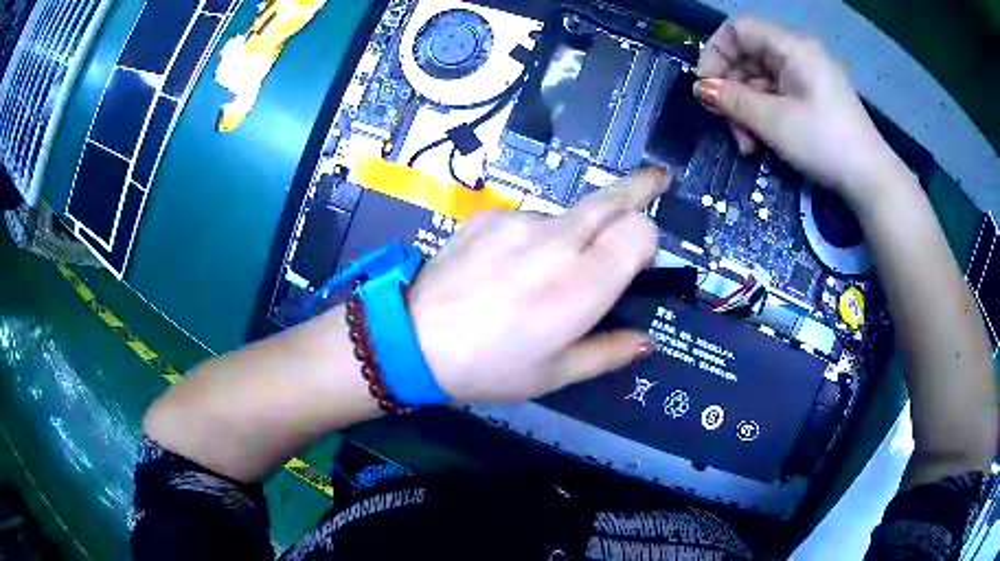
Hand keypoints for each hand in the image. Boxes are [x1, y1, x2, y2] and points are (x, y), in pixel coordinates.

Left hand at [408, 169, 668, 402]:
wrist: (410, 340)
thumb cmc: (489, 367)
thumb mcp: (555, 375)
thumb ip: (608, 352)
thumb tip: (646, 341)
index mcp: (580, 285)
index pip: (638, 230)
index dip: (647, 242)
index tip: (640, 263)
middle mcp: (556, 241)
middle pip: (612, 197)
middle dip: (642, 186)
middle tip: (660, 179)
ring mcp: (518, 221)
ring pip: (570, 214)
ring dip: (578, 232)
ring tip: (547, 273)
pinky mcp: (488, 215)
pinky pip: (530, 220)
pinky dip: (538, 237)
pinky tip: (510, 267)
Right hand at [694, 17, 909, 206]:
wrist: (871, 180)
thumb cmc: (825, 143)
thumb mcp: (774, 122)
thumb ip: (733, 100)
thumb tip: (701, 89)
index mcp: (791, 47)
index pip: (738, 30)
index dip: (715, 53)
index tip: (706, 87)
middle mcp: (798, 53)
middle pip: (748, 57)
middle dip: (732, 90)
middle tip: (728, 127)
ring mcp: (807, 75)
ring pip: (760, 79)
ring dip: (746, 109)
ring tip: (748, 144)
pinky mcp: (813, 96)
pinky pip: (777, 94)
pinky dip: (764, 114)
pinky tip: (762, 141)